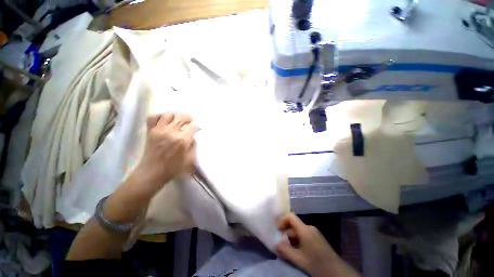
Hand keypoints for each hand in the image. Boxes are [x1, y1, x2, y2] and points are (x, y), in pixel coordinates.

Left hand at [135, 112, 197, 190]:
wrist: (152, 172)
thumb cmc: (173, 168)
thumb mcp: (190, 160)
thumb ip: (193, 146)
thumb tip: (193, 137)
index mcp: (182, 140)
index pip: (193, 126)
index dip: (197, 126)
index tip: (198, 129)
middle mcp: (171, 132)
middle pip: (182, 117)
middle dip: (189, 118)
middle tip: (190, 123)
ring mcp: (159, 130)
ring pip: (169, 114)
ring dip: (176, 116)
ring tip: (178, 120)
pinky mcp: (150, 131)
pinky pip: (153, 116)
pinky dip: (159, 115)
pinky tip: (165, 120)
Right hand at [275, 213, 359, 276]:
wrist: (336, 271)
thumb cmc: (316, 263)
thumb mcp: (298, 259)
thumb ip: (285, 251)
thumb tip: (276, 244)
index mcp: (305, 230)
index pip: (291, 217)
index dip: (282, 221)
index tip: (278, 230)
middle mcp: (310, 228)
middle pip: (294, 225)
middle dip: (286, 233)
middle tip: (282, 244)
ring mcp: (315, 232)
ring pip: (299, 231)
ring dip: (292, 238)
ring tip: (289, 250)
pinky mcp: (318, 238)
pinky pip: (305, 235)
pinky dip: (299, 240)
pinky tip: (298, 251)